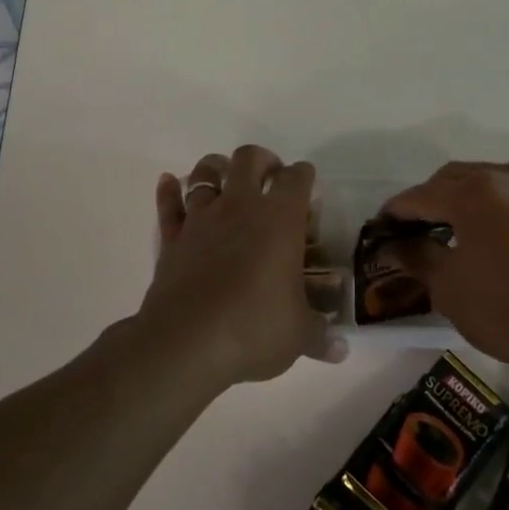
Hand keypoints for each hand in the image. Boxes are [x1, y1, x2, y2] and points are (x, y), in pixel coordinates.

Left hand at [139, 145, 343, 386]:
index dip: (304, 175)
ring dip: (216, 168)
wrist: (187, 343)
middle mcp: (240, 208)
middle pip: (248, 159)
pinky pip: (168, 205)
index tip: (307, 181)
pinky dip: (168, 191)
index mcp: (280, 221)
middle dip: (261, 160)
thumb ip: (320, 336)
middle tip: (269, 175)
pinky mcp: (171, 239)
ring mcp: (201, 220)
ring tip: (224, 176)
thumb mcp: (298, 336)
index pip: (296, 179)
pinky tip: (168, 182)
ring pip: (205, 174)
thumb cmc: (254, 329)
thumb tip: (340, 350)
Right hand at [382, 161, 508, 387]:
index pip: (421, 195)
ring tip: (455, 230)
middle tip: (415, 229)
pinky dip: (500, 207)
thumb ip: (416, 256)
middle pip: (456, 178)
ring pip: (490, 181)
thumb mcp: (449, 287)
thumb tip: (392, 246)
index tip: (382, 227)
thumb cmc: (508, 312)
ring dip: (466, 199)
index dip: (396, 212)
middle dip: (431, 199)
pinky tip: (496, 235)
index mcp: (475, 192)